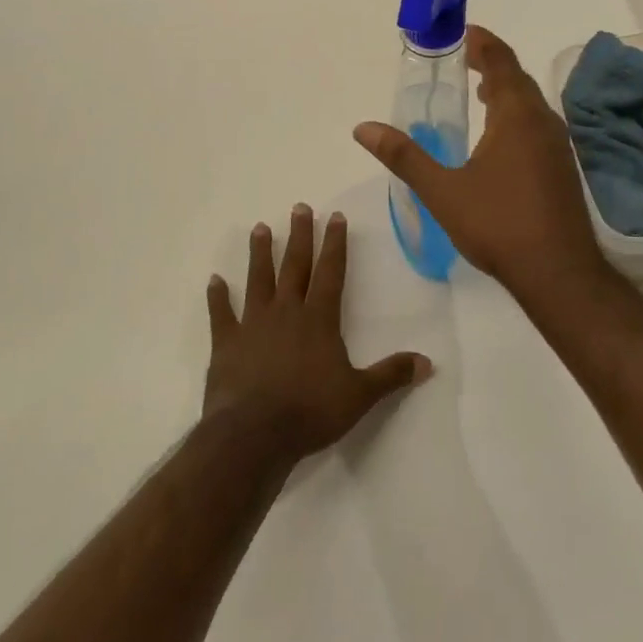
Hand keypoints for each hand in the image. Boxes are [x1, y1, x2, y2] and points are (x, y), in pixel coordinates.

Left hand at [203, 206, 431, 466]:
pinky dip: (217, 297)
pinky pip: (221, 314)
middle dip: (300, 236)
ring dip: (260, 254)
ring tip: (261, 228)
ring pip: (258, 280)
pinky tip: (214, 280)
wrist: (254, 434)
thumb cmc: (311, 411)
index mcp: (319, 319)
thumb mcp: (360, 395)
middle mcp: (286, 312)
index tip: (335, 216)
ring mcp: (253, 325)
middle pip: (295, 266)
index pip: (330, 272)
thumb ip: (391, 375)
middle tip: (299, 207)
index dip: (334, 243)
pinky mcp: (226, 343)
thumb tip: (428, 363)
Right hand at [354, 24, 608, 296]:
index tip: (462, 32)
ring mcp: (557, 146)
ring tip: (477, 93)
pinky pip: (537, 125)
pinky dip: (515, 116)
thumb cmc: (498, 224)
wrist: (557, 272)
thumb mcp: (442, 190)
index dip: (482, 42)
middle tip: (462, 59)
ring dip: (505, 91)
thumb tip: (363, 128)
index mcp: (516, 116)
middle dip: (491, 64)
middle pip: (518, 79)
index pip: (500, 62)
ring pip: (531, 104)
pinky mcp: (561, 168)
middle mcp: (543, 122)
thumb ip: (403, 156)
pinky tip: (498, 140)